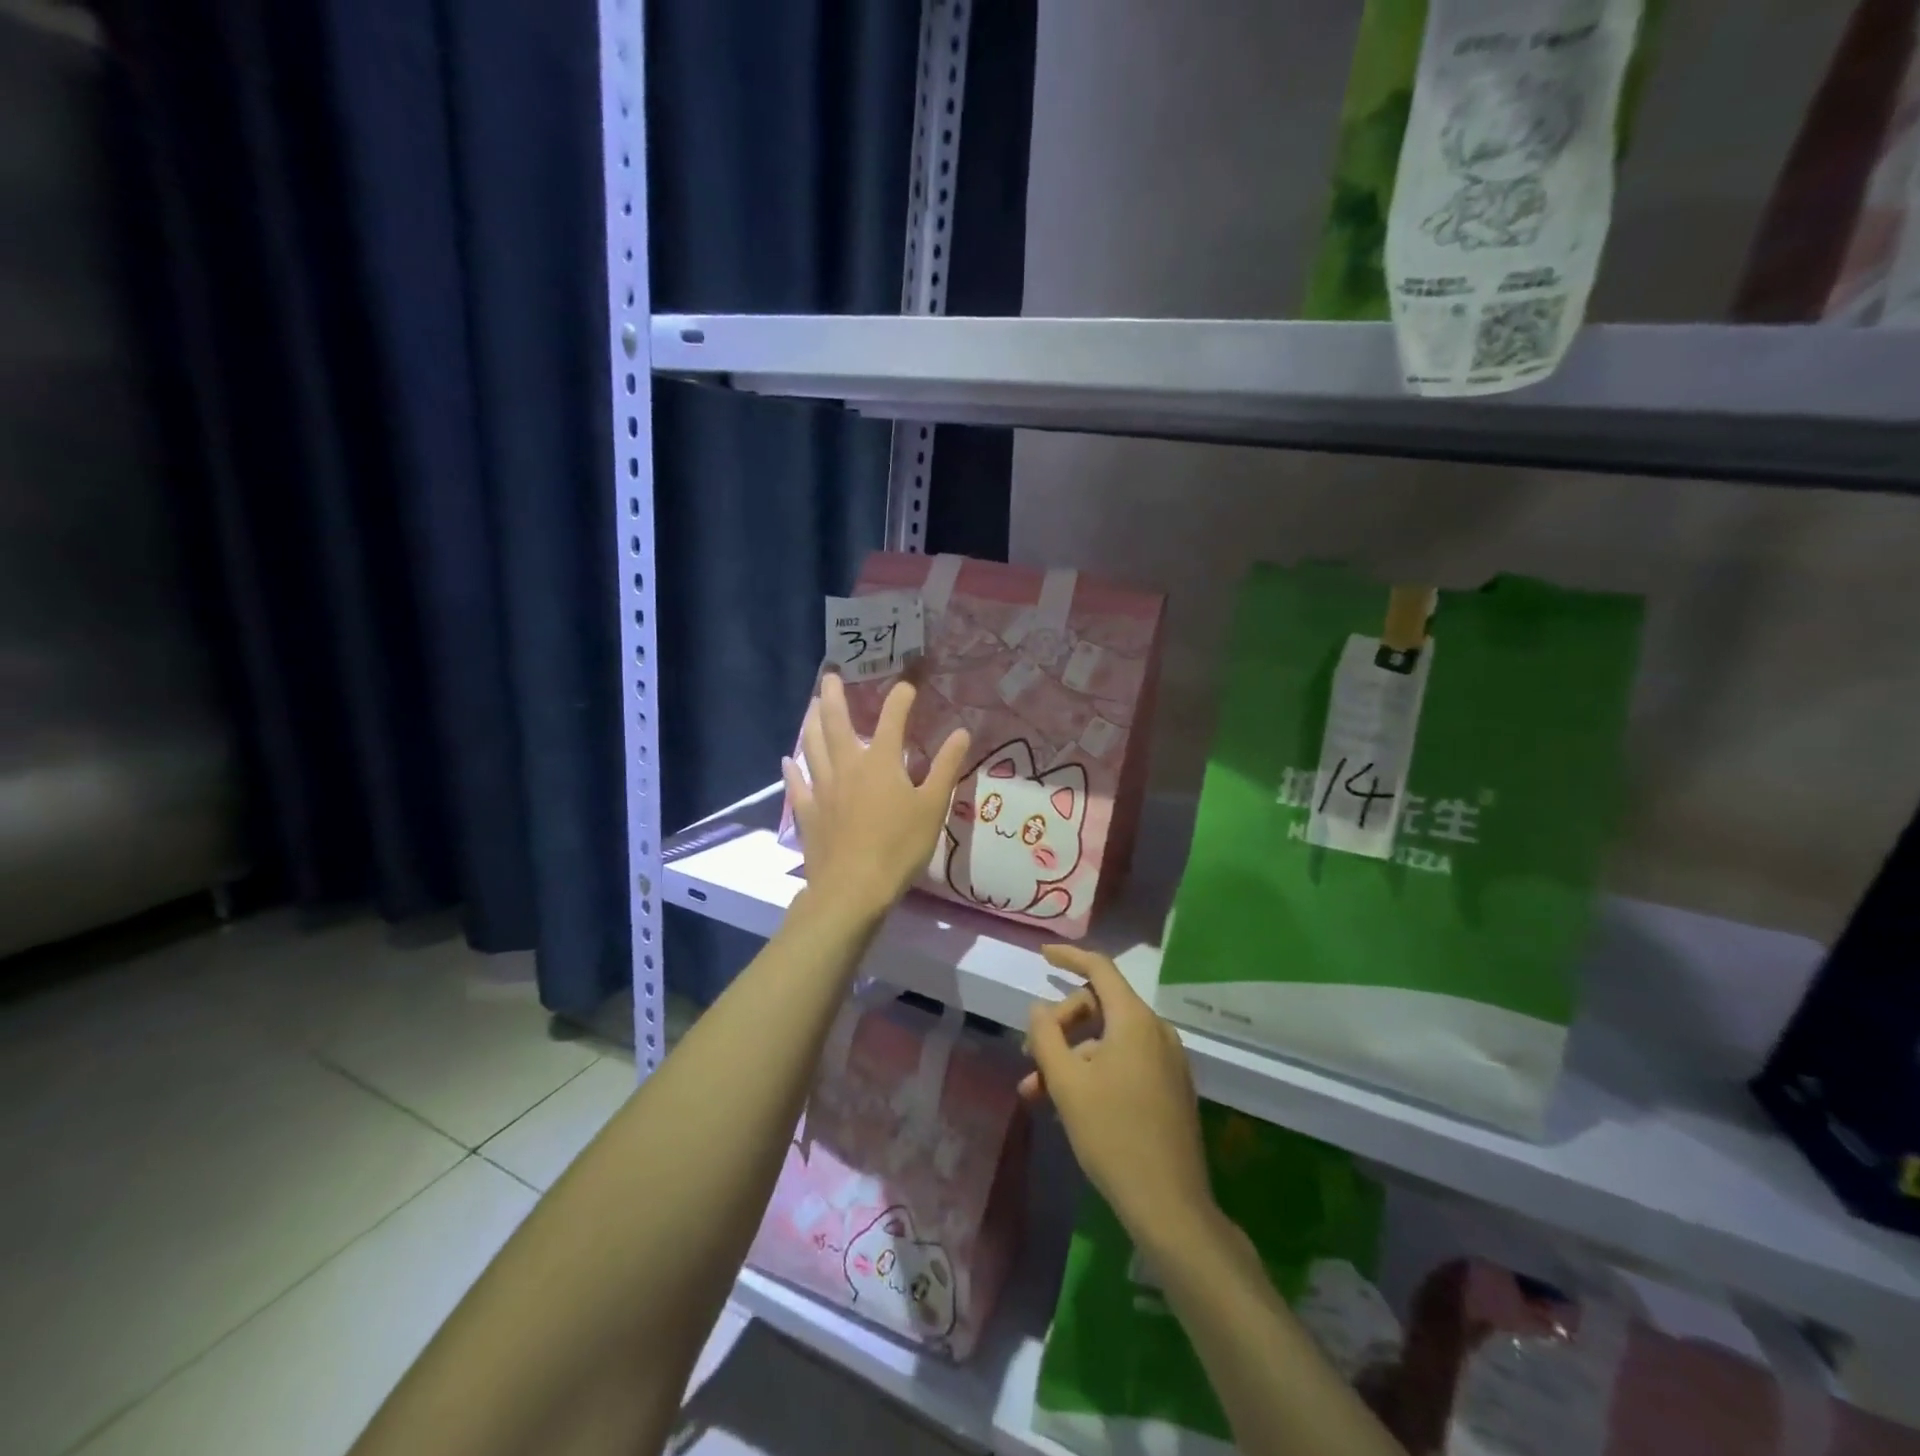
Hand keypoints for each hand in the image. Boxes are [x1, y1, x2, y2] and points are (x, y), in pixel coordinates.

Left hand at [782, 673, 969, 925]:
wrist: (853, 887)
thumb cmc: (899, 847)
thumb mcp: (932, 807)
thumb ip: (946, 767)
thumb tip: (961, 732)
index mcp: (881, 762)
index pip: (892, 718)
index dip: (900, 698)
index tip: (907, 685)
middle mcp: (847, 765)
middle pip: (836, 722)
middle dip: (834, 696)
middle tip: (829, 676)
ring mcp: (823, 788)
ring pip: (812, 746)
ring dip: (811, 723)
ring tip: (810, 707)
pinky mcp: (808, 812)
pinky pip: (797, 785)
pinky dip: (792, 770)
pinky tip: (787, 761)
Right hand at [1022, 944, 1213, 1248]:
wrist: (1169, 1205)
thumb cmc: (1112, 1135)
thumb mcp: (1067, 1083)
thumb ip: (1046, 1036)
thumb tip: (1039, 1008)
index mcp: (1135, 1020)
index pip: (1100, 969)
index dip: (1069, 957)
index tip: (1042, 955)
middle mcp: (1156, 1031)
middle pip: (1099, 1007)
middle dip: (1061, 1026)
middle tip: (1031, 1059)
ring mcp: (1167, 1061)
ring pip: (1108, 1041)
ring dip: (1071, 1057)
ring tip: (1037, 1093)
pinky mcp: (1170, 1088)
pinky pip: (1125, 1062)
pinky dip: (1094, 1072)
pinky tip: (1069, 1106)